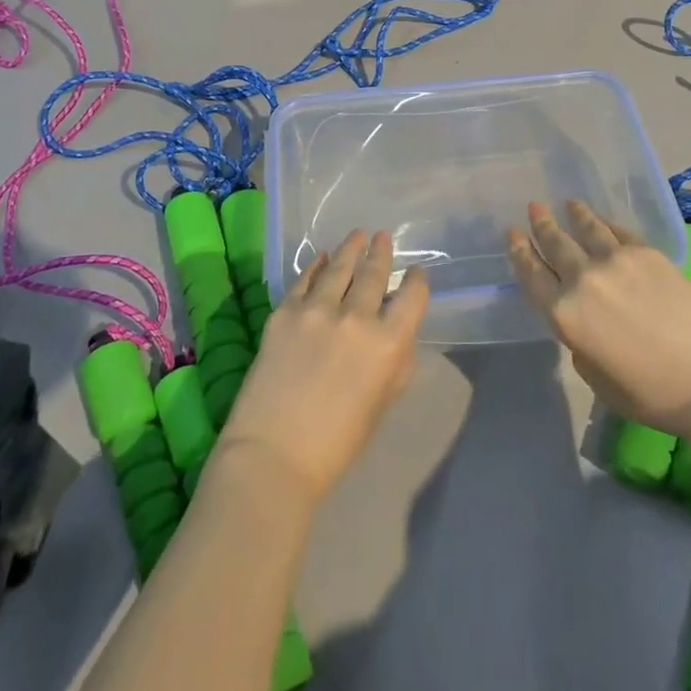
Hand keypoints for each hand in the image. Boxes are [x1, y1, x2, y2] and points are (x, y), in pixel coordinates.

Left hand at [216, 230, 428, 503]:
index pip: (412, 297)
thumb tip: (397, 335)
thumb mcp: (382, 402)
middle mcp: (356, 317)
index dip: (416, 281)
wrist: (273, 455)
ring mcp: (317, 310)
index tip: (416, 273)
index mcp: (389, 343)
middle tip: (383, 237)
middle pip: (374, 274)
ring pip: (339, 267)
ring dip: (351, 249)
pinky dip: (316, 266)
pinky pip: (305, 280)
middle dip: (381, 253)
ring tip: (357, 235)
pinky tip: (321, 258)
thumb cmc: (337, 443)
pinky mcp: (284, 312)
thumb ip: (395, 362)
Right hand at [507, 200, 690, 433]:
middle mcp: (582, 279)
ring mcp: (615, 260)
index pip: (532, 276)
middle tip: (534, 207)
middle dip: (541, 225)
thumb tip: (584, 322)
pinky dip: (606, 223)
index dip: (519, 253)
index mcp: (565, 315)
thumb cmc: (654, 394)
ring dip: (574, 215)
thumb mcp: (598, 381)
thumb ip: (580, 345)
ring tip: (567, 204)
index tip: (512, 234)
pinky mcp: (646, 252)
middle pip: (554, 244)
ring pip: (586, 228)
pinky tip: (603, 220)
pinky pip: (618, 231)